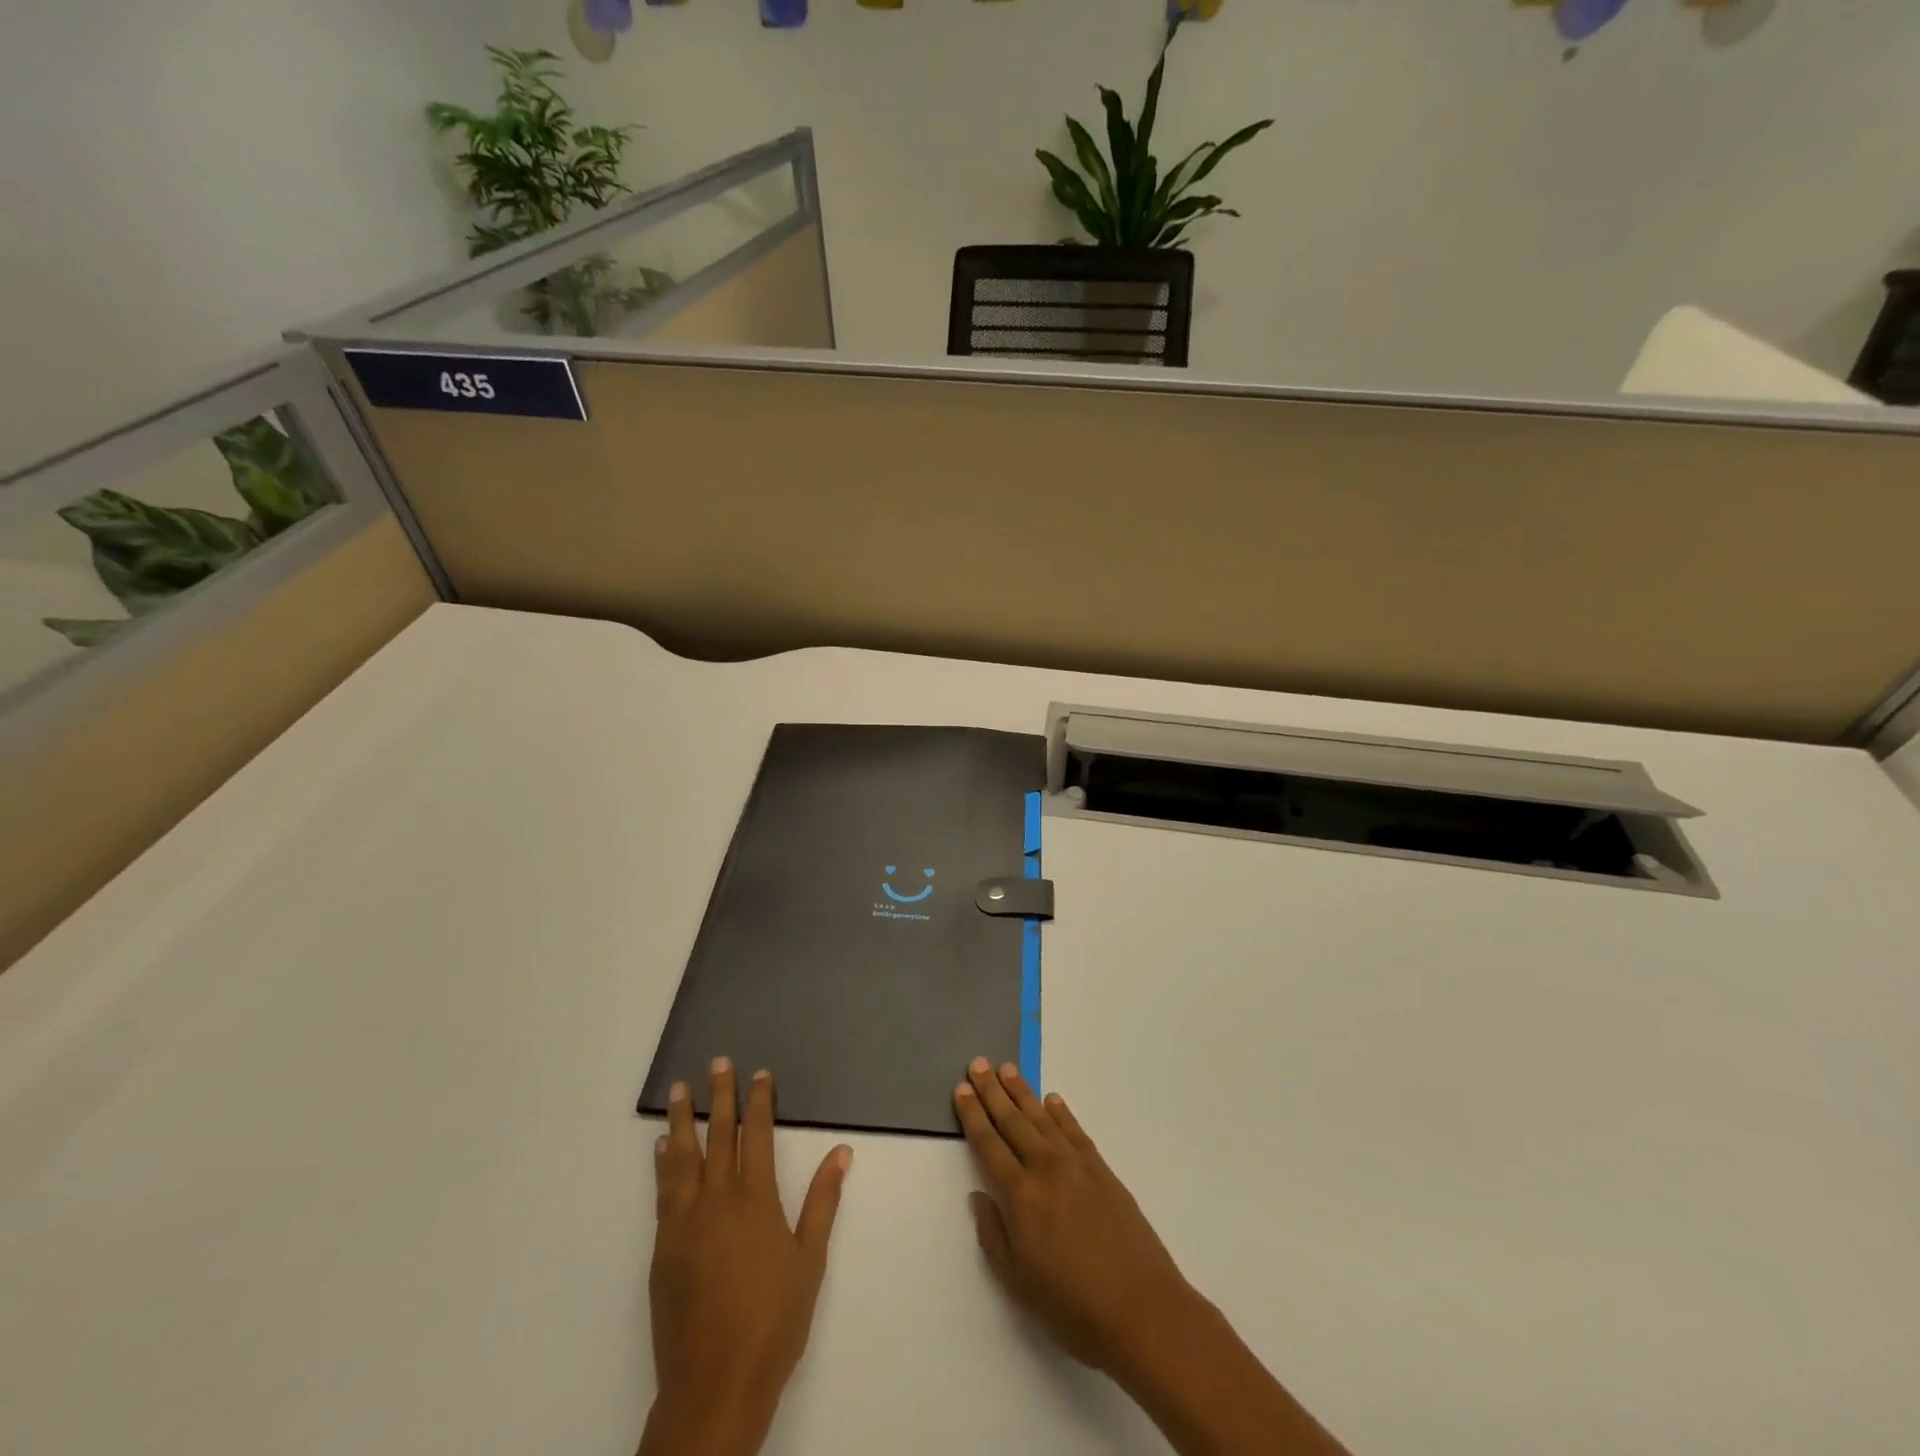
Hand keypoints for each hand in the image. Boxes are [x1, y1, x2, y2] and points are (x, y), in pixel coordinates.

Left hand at [641, 1058, 852, 1455]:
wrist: (714, 1382)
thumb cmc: (773, 1320)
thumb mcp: (810, 1259)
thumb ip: (823, 1200)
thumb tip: (842, 1152)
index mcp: (756, 1199)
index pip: (757, 1135)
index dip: (759, 1102)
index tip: (758, 1074)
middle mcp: (718, 1200)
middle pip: (719, 1135)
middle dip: (720, 1096)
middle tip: (717, 1062)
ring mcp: (685, 1222)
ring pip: (683, 1157)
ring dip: (683, 1119)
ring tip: (680, 1089)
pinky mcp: (663, 1247)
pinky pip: (663, 1191)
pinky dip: (663, 1163)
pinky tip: (663, 1146)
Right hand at [953, 1057, 1195, 1374]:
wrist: (1141, 1308)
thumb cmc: (1072, 1305)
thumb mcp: (1018, 1282)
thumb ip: (993, 1234)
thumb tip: (979, 1194)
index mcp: (1020, 1195)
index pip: (988, 1144)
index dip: (973, 1115)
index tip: (961, 1088)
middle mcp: (1045, 1168)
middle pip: (1012, 1121)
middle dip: (992, 1091)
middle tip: (979, 1063)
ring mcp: (1076, 1164)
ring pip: (1042, 1117)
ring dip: (1022, 1092)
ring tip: (1007, 1069)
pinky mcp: (1102, 1169)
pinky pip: (1075, 1130)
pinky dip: (1061, 1112)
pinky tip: (1052, 1100)